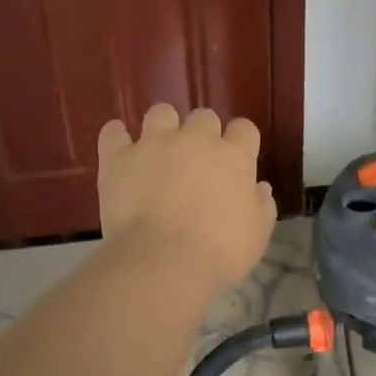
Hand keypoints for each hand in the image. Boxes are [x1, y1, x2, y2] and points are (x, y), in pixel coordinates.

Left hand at [97, 105, 276, 287]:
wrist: (162, 262)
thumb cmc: (218, 253)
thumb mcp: (256, 236)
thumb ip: (261, 207)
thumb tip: (260, 188)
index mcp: (234, 157)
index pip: (244, 130)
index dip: (240, 142)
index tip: (236, 160)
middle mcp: (196, 139)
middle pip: (204, 117)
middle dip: (202, 134)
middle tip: (197, 162)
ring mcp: (154, 143)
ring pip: (161, 113)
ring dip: (163, 126)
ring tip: (159, 149)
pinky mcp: (119, 157)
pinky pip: (113, 133)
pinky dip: (117, 137)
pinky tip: (120, 147)